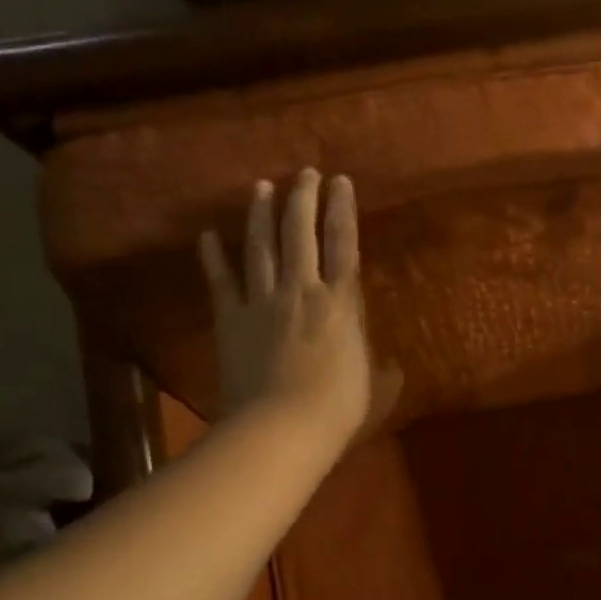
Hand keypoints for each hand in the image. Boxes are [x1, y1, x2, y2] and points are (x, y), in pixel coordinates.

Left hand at [199, 170, 399, 444]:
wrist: (283, 426)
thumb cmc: (340, 409)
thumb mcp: (377, 390)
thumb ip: (383, 372)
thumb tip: (392, 367)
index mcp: (342, 304)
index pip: (345, 245)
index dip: (343, 210)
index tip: (340, 182)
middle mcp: (302, 290)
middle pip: (301, 234)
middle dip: (303, 199)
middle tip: (304, 172)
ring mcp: (262, 302)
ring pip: (261, 247)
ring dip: (261, 215)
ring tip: (261, 188)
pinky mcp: (231, 320)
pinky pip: (221, 281)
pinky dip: (213, 257)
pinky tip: (208, 235)